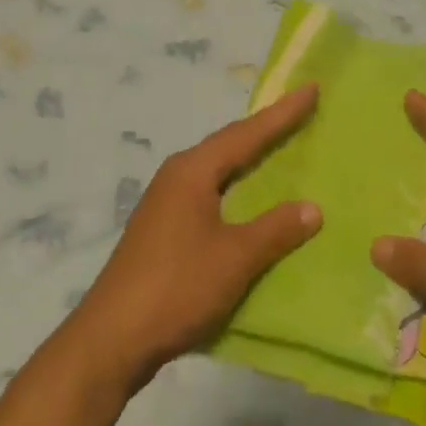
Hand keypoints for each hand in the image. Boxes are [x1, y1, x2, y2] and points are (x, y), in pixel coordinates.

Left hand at [69, 87, 322, 393]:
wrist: (112, 337)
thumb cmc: (177, 287)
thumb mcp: (235, 258)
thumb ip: (275, 230)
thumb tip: (313, 207)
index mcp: (193, 171)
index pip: (246, 134)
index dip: (282, 114)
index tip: (310, 88)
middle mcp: (177, 175)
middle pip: (229, 144)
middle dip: (265, 129)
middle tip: (300, 112)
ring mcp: (166, 201)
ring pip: (217, 169)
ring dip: (249, 158)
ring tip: (280, 147)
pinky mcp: (163, 227)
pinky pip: (209, 191)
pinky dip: (235, 186)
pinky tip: (248, 199)